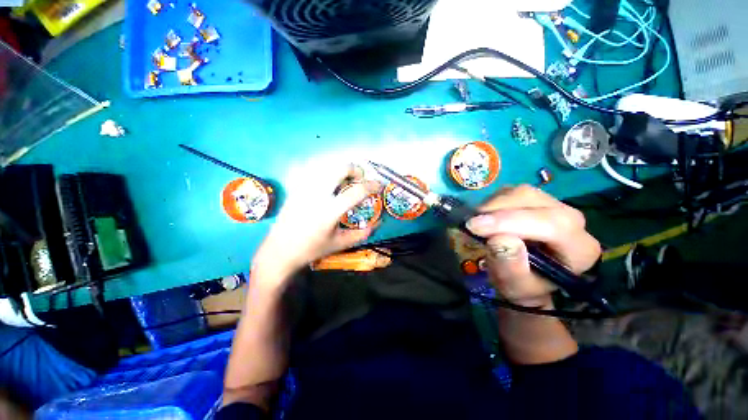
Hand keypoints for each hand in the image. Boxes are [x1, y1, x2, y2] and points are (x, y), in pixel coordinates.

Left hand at [252, 165, 380, 284]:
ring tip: (344, 179)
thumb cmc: (311, 249)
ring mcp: (304, 188)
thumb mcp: (339, 244)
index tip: (378, 185)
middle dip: (355, 169)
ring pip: (326, 165)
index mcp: (329, 211)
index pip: (356, 192)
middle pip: (340, 168)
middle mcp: (317, 195)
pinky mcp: (295, 188)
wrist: (280, 251)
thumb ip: (361, 234)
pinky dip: (325, 170)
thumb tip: (377, 224)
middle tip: (359, 179)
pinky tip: (327, 180)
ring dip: (340, 168)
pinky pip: (312, 169)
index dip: (371, 186)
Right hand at [466, 185, 600, 307]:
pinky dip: (492, 203)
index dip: (512, 221)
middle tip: (472, 225)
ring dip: (492, 206)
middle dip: (497, 211)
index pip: (554, 224)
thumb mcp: (516, 287)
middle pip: (534, 200)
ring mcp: (552, 205)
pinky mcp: (533, 199)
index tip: (476, 227)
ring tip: (478, 224)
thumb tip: (499, 239)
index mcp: (579, 248)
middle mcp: (572, 220)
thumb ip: (511, 268)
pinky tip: (485, 218)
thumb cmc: (523, 286)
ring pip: (520, 192)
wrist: (526, 278)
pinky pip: (510, 192)